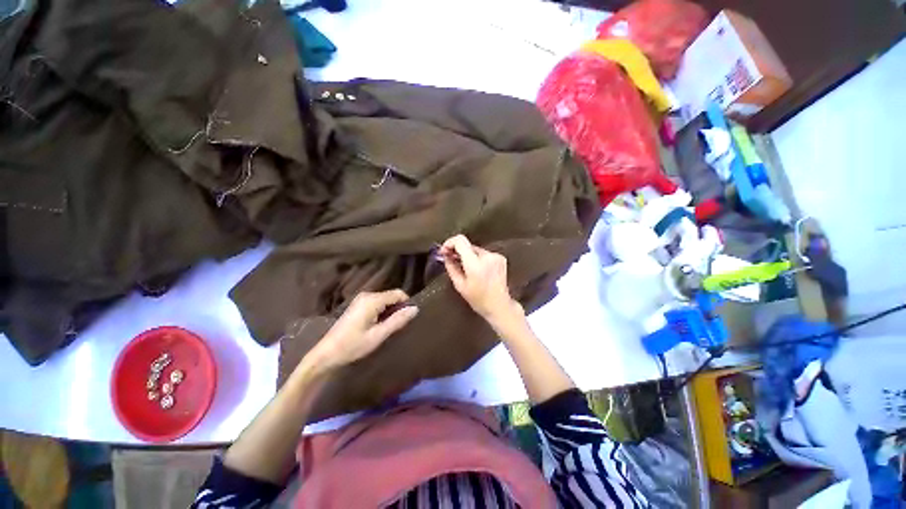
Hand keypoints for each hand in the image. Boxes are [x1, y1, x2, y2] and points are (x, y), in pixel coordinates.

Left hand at [309, 289, 417, 371]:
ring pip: (385, 299)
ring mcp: (361, 299)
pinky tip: (377, 325)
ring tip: (387, 327)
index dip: (406, 304)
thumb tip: (415, 309)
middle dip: (397, 308)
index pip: (398, 293)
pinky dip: (382, 312)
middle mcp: (367, 295)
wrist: (326, 354)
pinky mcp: (358, 304)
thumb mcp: (378, 335)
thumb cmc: (353, 345)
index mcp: (373, 300)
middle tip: (396, 326)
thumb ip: (398, 320)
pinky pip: (377, 303)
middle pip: (391, 295)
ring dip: (389, 311)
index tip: (407, 319)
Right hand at [441, 235, 522, 322]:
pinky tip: (478, 270)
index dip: (450, 242)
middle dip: (458, 251)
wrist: (499, 305)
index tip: (444, 251)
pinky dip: (478, 259)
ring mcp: (495, 256)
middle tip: (452, 260)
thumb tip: (445, 256)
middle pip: (468, 245)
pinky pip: (484, 254)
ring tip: (466, 269)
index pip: (460, 241)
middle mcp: (487, 256)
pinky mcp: (500, 257)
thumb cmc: (478, 299)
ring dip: (468, 256)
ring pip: (475, 250)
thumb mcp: (460, 285)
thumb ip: (451, 267)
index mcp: (475, 264)